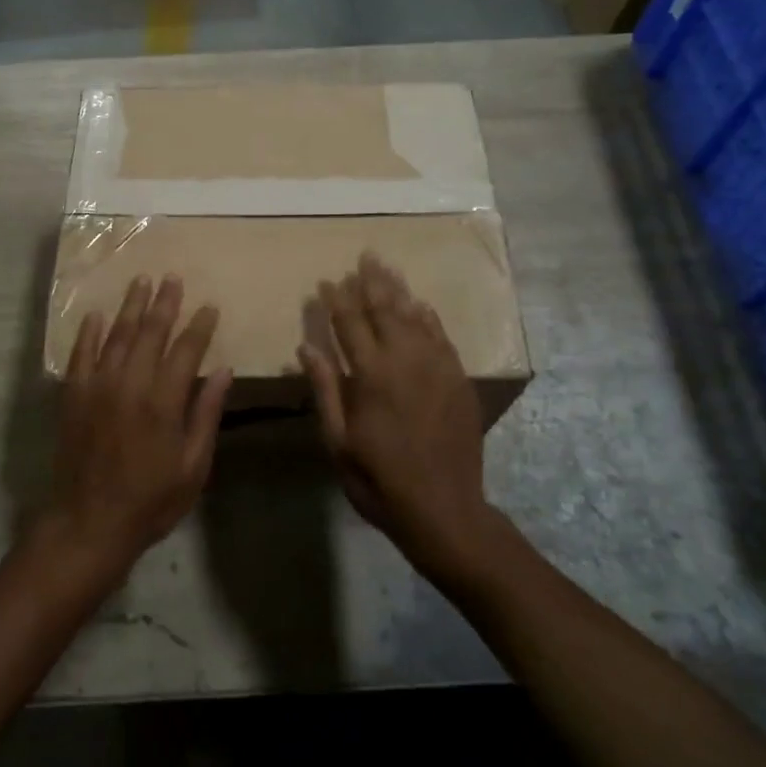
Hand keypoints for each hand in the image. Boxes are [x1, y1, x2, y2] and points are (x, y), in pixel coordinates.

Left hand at [47, 274, 231, 578]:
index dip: (199, 326)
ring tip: (142, 281)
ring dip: (131, 306)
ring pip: (116, 335)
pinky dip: (89, 333)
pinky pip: (81, 355)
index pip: (186, 350)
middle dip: (164, 303)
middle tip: (173, 278)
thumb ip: (206, 414)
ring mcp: (97, 387)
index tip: (209, 306)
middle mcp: (130, 384)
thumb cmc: (150, 500)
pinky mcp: (73, 396)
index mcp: (164, 401)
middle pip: (150, 332)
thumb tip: (224, 371)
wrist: (88, 523)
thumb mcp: (193, 466)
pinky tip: (96, 315)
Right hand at [300, 254, 496, 584]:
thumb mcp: (339, 442)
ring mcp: (437, 367)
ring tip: (388, 268)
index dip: (337, 299)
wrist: (445, 510)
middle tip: (365, 255)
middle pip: (385, 309)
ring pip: (415, 316)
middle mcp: (405, 360)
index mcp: (371, 375)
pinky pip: (442, 336)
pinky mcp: (458, 379)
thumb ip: (325, 389)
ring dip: (399, 290)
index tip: (327, 280)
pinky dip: (428, 317)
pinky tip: (420, 304)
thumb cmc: (380, 480)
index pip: (349, 323)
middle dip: (371, 281)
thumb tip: (306, 346)